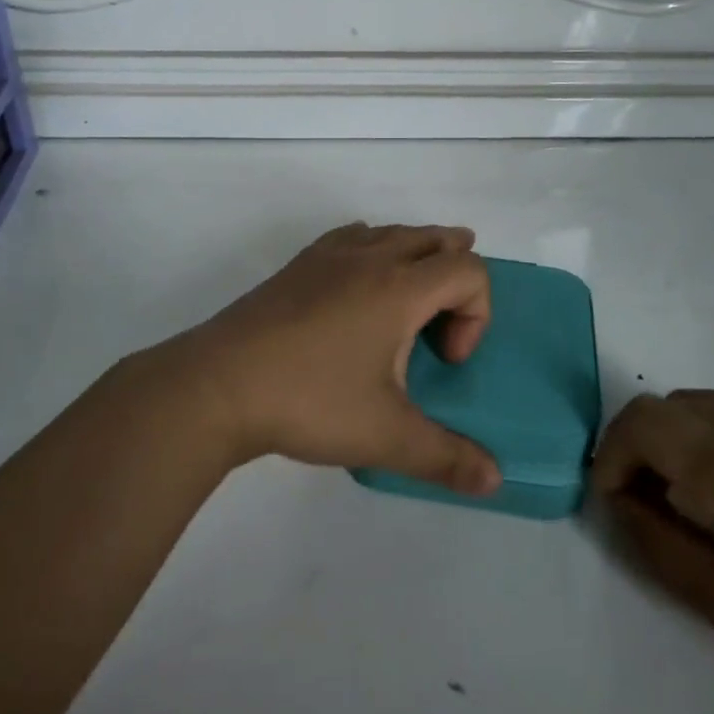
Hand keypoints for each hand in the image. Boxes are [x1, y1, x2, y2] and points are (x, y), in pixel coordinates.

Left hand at [122, 224, 503, 495]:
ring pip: (390, 232)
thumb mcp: (385, 436)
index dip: (477, 313)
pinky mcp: (296, 267)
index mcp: (399, 288)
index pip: (468, 268)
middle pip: (433, 238)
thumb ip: (445, 456)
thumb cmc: (310, 401)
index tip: (445, 360)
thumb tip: (495, 481)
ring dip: (416, 256)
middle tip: (445, 321)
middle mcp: (368, 258)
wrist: (218, 385)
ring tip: (409, 302)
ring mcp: (328, 256)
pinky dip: (372, 251)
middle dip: (455, 272)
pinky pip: (351, 238)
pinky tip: (357, 290)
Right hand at [592, 392, 713, 713]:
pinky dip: (696, 433)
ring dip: (663, 436)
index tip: (613, 503)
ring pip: (690, 401)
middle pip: (659, 406)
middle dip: (630, 445)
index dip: (609, 459)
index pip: (642, 427)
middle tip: (636, 499)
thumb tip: (620, 501)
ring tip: (675, 494)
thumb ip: (659, 545)